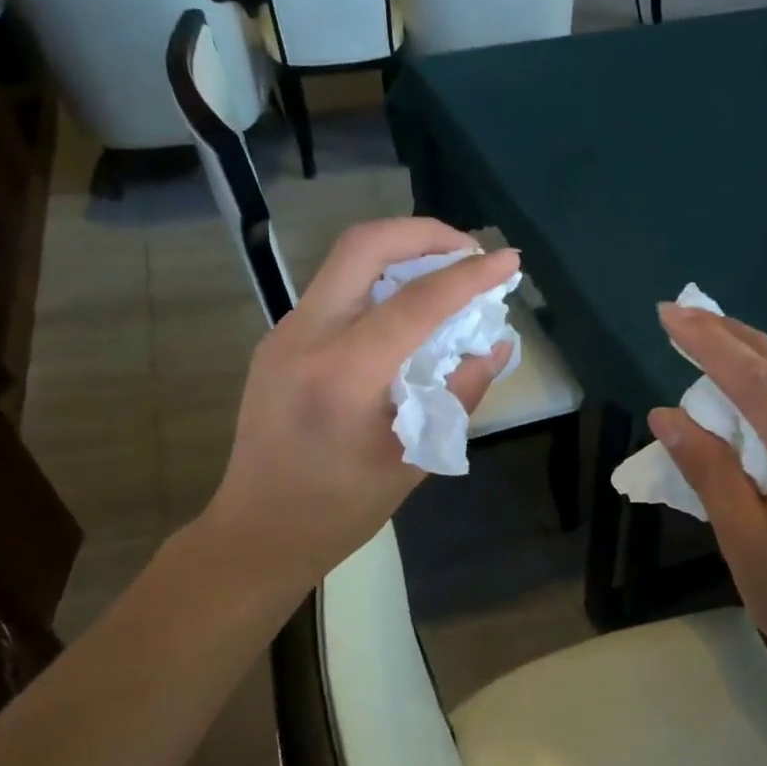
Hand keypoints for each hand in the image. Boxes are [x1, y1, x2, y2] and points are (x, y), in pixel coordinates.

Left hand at [201, 219, 516, 587]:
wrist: (257, 531)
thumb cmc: (340, 510)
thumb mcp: (413, 459)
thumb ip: (460, 394)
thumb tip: (495, 345)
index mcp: (343, 375)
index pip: (416, 302)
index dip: (469, 275)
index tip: (509, 261)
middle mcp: (306, 338)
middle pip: (364, 246)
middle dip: (425, 233)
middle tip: (469, 251)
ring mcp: (284, 334)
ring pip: (346, 262)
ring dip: (402, 254)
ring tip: (446, 274)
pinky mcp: (279, 341)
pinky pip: (335, 290)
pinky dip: (379, 283)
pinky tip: (407, 310)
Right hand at [648, 306, 766, 682]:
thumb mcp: (744, 540)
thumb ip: (709, 469)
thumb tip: (667, 414)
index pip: (760, 381)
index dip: (711, 343)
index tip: (671, 314)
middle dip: (737, 337)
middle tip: (688, 316)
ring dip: (764, 364)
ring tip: (716, 347)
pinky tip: (762, 401)